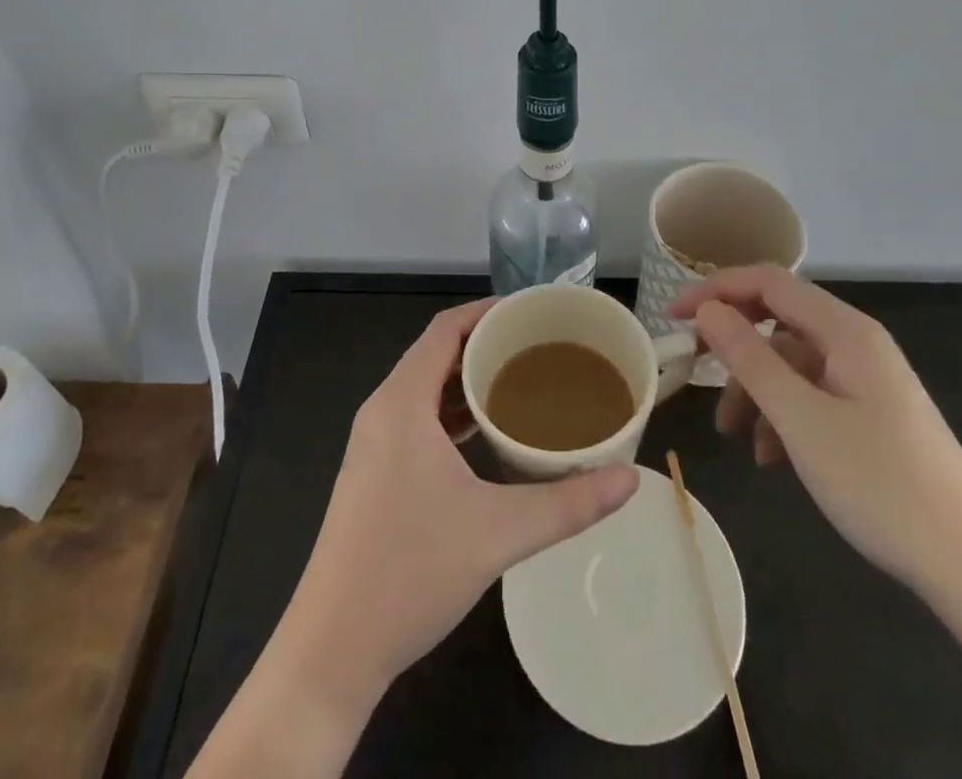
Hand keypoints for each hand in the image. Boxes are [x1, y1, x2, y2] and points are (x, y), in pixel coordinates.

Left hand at [281, 298, 638, 700]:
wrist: (332, 650)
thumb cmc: (410, 572)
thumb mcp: (498, 533)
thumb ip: (568, 504)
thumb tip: (629, 480)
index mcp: (402, 402)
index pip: (445, 329)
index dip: (487, 311)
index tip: (532, 311)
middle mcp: (383, 411)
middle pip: (436, 354)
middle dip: (486, 345)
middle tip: (539, 346)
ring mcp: (374, 444)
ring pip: (426, 389)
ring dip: (469, 380)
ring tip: (523, 382)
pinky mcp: (374, 473)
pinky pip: (418, 419)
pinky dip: (453, 413)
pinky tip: (488, 434)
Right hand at [673, 267, 961, 590]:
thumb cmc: (881, 484)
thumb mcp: (800, 419)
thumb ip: (748, 357)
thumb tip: (708, 310)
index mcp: (845, 330)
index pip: (768, 282)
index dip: (716, 290)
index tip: (674, 316)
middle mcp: (857, 343)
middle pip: (778, 321)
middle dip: (734, 346)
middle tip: (694, 371)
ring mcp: (867, 380)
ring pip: (791, 364)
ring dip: (755, 390)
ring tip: (732, 435)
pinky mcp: (872, 415)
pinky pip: (812, 396)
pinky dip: (782, 417)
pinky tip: (771, 457)